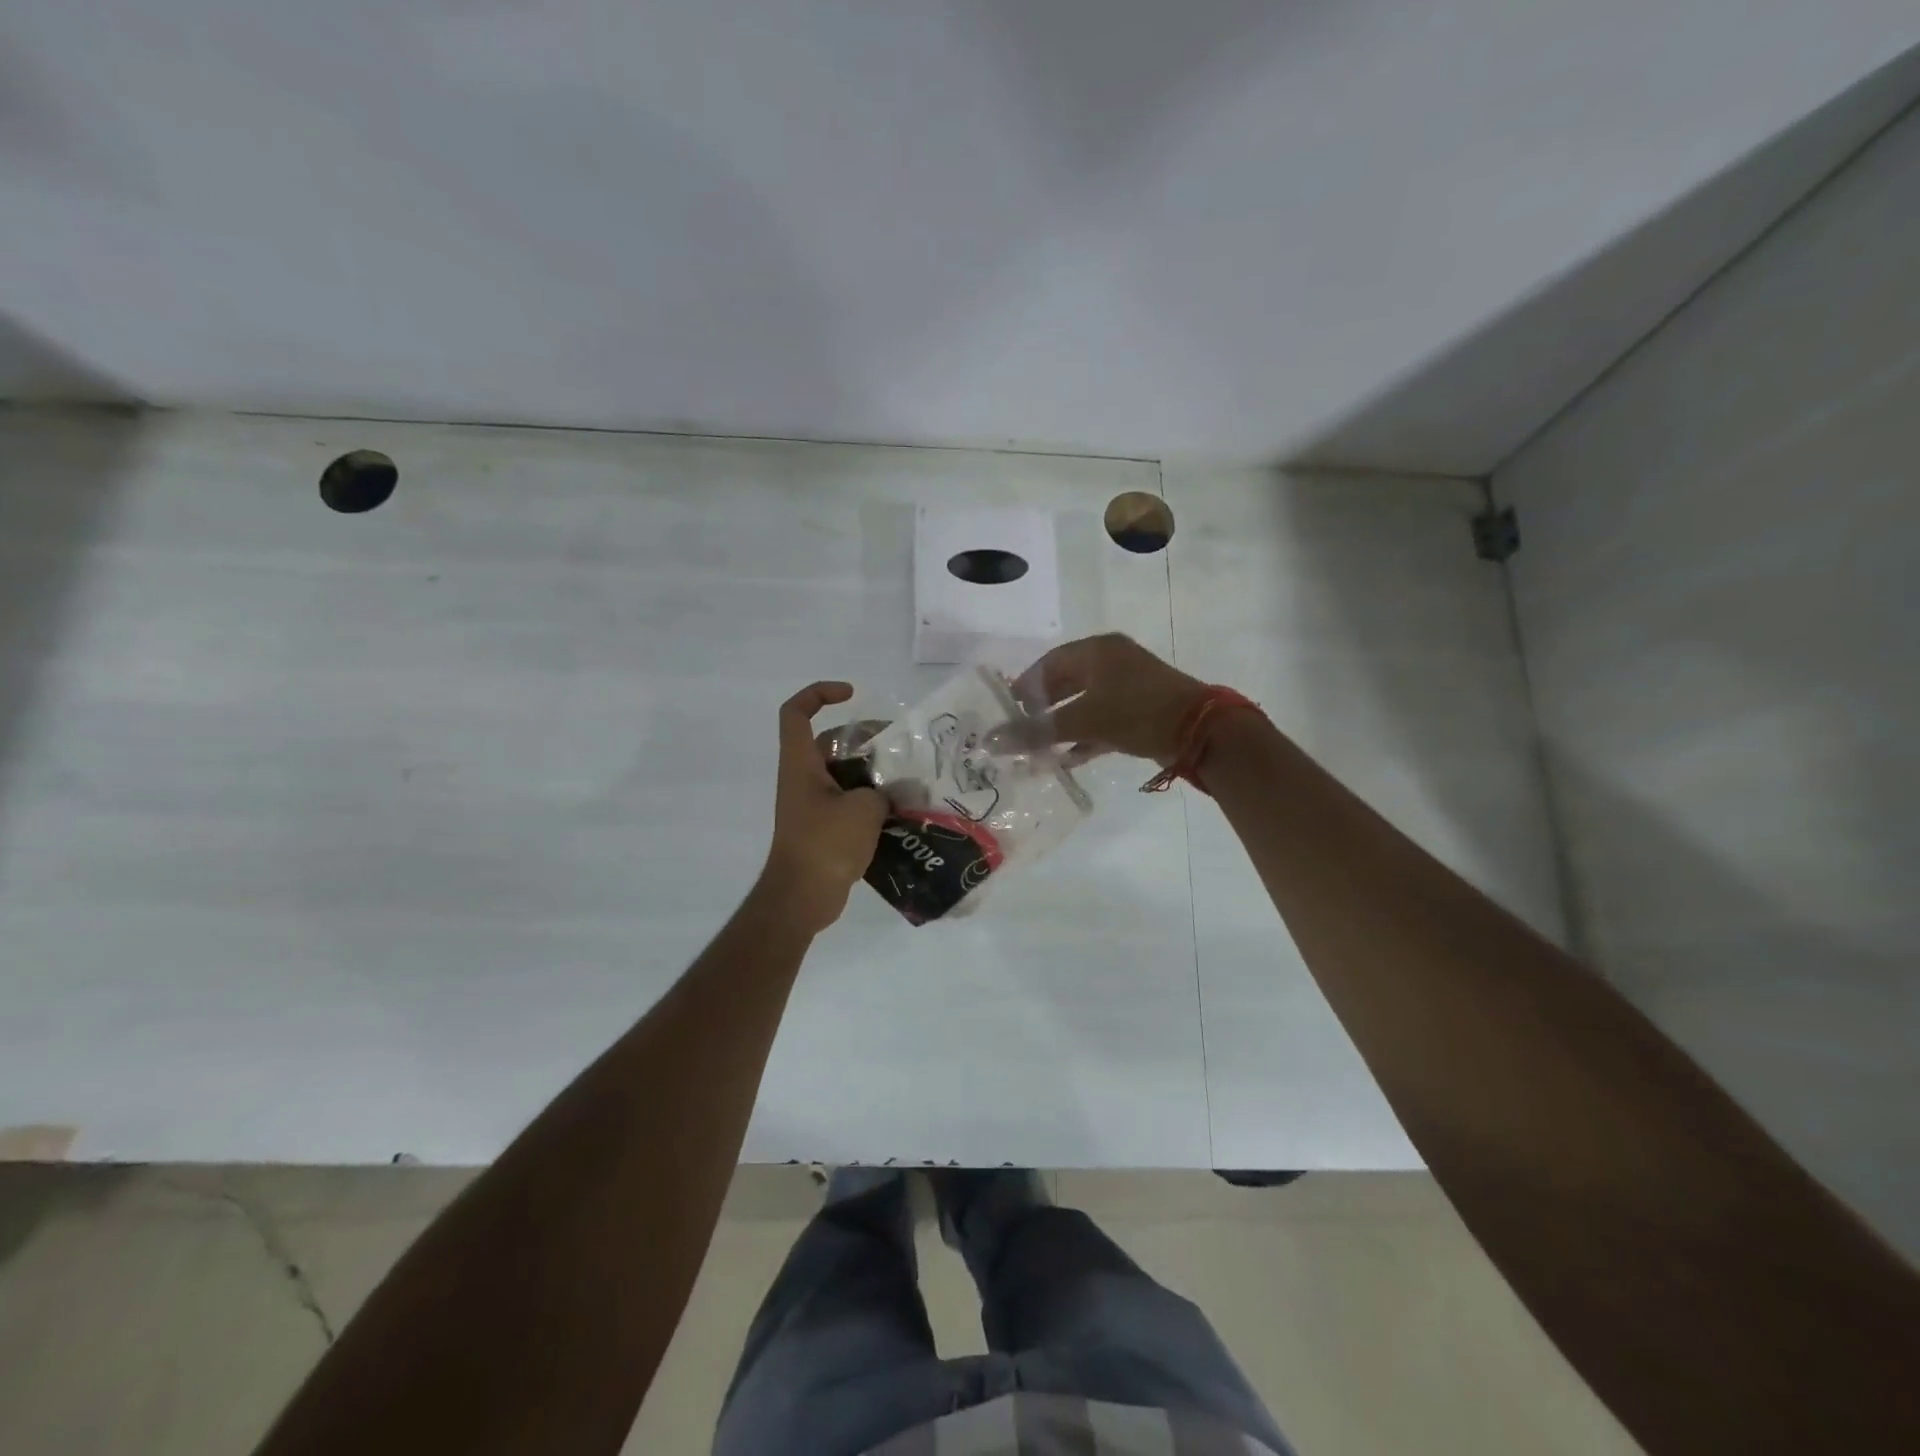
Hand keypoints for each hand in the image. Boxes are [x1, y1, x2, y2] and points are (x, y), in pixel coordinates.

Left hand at [760, 682, 887, 933]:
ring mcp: (813, 805)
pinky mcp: (825, 828)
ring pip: (845, 774)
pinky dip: (872, 802)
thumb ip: (883, 791)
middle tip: (899, 748)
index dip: (819, 693)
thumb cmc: (825, 844)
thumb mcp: (864, 809)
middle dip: (865, 739)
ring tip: (908, 780)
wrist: (802, 898)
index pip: (796, 712)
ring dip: (874, 774)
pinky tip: (902, 811)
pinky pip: (850, 802)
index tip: (852, 695)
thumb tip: (893, 794)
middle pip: (831, 742)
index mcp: (801, 764)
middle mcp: (803, 778)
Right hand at [1009, 634, 1211, 763]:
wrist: (1201, 732)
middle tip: (1020, 732)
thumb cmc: (1137, 712)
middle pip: (1065, 683)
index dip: (1025, 687)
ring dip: (1061, 727)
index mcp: (1097, 651)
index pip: (1048, 664)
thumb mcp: (1083, 721)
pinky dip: (1084, 737)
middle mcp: (1111, 662)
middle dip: (1042, 710)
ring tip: (1038, 751)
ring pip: (1083, 704)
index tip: (1007, 711)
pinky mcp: (1140, 710)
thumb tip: (992, 741)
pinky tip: (1066, 760)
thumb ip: (1037, 731)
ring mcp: (1128, 686)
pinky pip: (1101, 720)